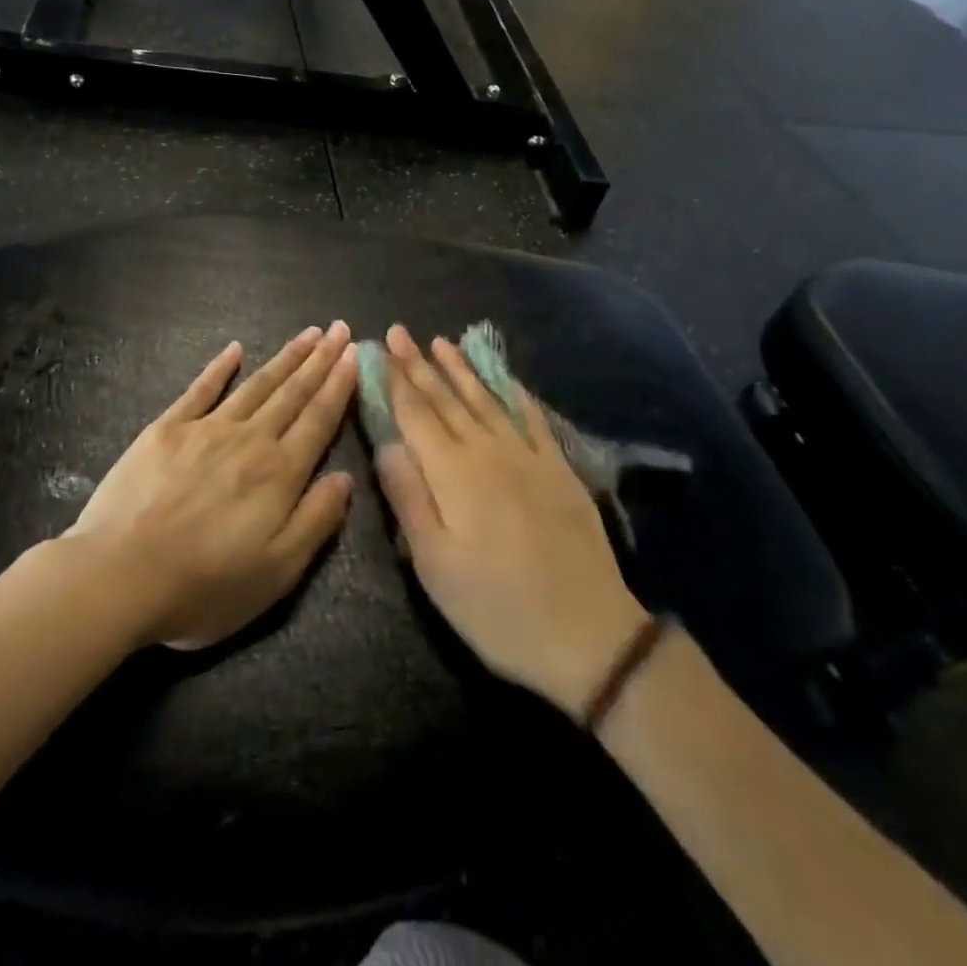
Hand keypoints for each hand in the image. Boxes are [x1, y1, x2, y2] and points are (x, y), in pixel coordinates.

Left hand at [67, 323, 356, 649]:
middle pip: (292, 393)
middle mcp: (249, 439)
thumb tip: (346, 477)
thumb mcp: (277, 572)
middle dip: (319, 359)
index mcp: (280, 473)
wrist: (119, 576)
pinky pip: (199, 390)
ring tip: (307, 334)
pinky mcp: (166, 430)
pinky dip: (219, 368)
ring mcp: (205, 429)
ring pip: (255, 385)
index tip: (354, 354)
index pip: (319, 419)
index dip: (339, 385)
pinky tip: (234, 349)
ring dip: (284, 358)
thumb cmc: (204, 586)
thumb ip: (316, 520)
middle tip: (339, 328)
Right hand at [373, 325, 647, 718]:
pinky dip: (515, 393)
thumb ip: (408, 496)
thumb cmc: (495, 606)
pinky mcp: (559, 470)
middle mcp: (488, 451)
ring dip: (461, 370)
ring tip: (442, 343)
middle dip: (419, 364)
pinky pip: (533, 419)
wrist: (587, 633)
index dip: (395, 380)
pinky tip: (505, 378)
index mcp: (452, 472)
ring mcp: (527, 457)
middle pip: (446, 399)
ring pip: (486, 400)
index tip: (379, 348)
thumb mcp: (434, 564)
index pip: (415, 414)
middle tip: (400, 332)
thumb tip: (386, 443)